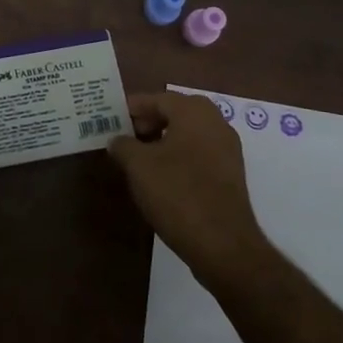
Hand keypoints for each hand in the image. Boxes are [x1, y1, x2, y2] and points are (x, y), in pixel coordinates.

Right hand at [108, 92, 271, 289]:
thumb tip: (117, 140)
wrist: (223, 243)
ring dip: (163, 140)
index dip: (132, 107)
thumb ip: (123, 146)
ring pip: (188, 134)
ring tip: (139, 158)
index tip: (112, 118)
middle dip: (149, 122)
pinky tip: (162, 176)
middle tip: (124, 136)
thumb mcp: (138, 167)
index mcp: (194, 112)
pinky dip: (179, 156)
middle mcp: (216, 122)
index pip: (157, 98)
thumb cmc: (177, 193)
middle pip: (175, 113)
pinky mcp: (231, 174)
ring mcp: (227, 149)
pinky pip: (199, 153)